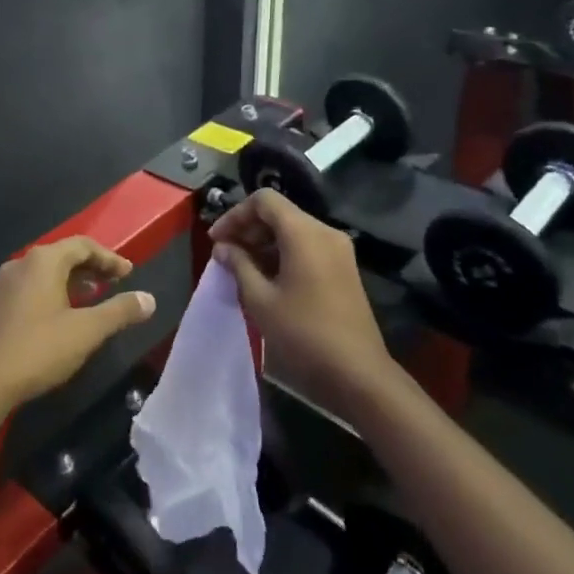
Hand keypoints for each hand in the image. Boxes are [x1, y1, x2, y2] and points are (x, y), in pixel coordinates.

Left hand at [0, 238, 156, 409]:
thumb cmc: (38, 349)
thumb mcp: (87, 331)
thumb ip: (120, 311)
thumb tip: (149, 299)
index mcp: (43, 261)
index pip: (83, 245)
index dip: (110, 258)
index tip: (129, 274)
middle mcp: (22, 263)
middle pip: (63, 254)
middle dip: (92, 267)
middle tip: (115, 283)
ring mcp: (5, 284)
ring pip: (46, 272)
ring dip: (72, 280)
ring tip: (93, 297)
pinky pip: (32, 286)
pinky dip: (54, 291)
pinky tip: (63, 315)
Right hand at [207, 190, 393, 417]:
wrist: (357, 373)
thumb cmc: (303, 333)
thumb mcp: (261, 299)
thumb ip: (239, 265)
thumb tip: (223, 247)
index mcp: (304, 233)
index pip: (264, 200)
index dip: (235, 215)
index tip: (216, 240)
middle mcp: (325, 232)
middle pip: (279, 213)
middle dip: (248, 228)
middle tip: (225, 254)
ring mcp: (338, 250)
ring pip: (293, 230)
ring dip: (264, 242)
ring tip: (241, 268)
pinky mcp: (344, 269)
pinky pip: (307, 247)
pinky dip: (283, 253)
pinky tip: (267, 278)